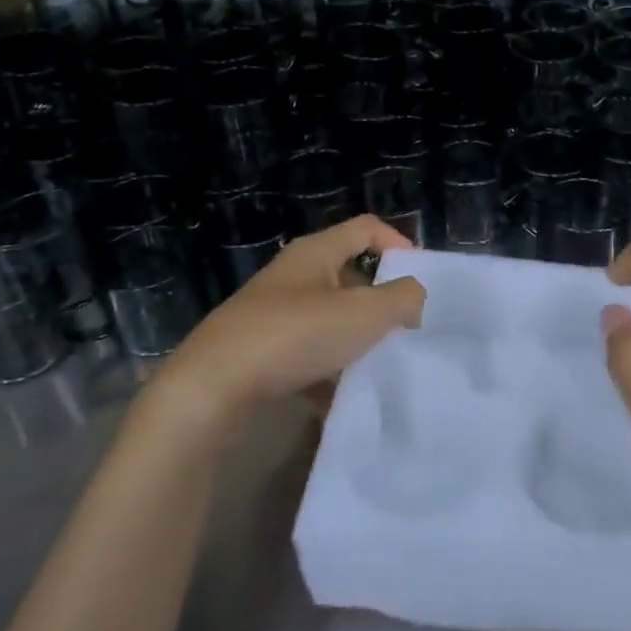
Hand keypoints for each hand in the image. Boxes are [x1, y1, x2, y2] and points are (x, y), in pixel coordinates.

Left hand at [159, 215, 426, 429]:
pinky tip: (340, 401)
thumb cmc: (295, 336)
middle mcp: (293, 277)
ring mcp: (272, 315)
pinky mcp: (258, 353)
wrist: (211, 389)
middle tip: (405, 329)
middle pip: (348, 277)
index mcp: (316, 253)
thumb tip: (414, 294)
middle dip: (379, 302)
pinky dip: (326, 374)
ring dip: (354, 342)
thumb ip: (401, 298)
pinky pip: (306, 356)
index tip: (420, 278)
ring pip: (328, 321)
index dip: (398, 243)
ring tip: (378, 368)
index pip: (366, 228)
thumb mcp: (363, 314)